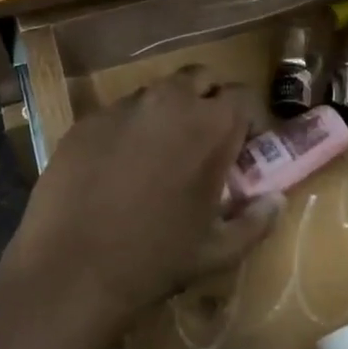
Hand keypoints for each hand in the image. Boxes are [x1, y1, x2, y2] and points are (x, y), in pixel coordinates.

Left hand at [0, 67, 283, 348]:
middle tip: (203, 139)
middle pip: (200, 77)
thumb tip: (276, 200)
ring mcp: (123, 107)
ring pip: (156, 92)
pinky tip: (117, 168)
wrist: (70, 271)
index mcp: (211, 125)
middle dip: (208, 100)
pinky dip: (128, 129)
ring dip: (167, 112)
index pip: (242, 96)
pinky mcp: (86, 121)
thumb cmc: (156, 260)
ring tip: (158, 155)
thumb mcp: (218, 250)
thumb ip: (256, 220)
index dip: (247, 119)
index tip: (243, 146)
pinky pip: (118, 113)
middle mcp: (169, 101)